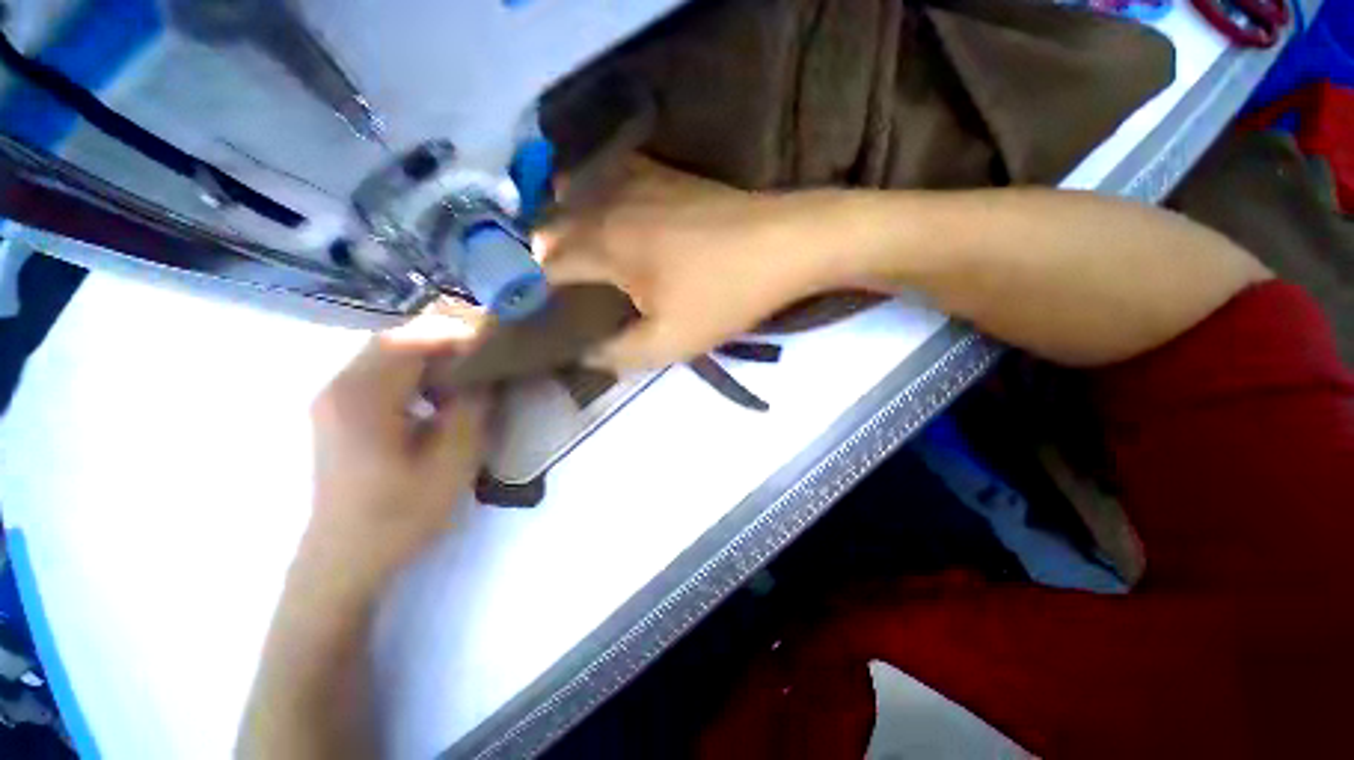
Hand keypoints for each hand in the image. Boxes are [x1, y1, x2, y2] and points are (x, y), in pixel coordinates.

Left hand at [305, 310, 489, 588]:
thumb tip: (487, 372)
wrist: (345, 558)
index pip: (410, 341)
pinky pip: (378, 373)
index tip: (494, 342)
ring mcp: (333, 399)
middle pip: (396, 340)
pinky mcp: (337, 412)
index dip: (455, 334)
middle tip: (486, 352)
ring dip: (430, 354)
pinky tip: (437, 392)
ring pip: (387, 354)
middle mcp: (339, 387)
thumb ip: (473, 408)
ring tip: (468, 370)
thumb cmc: (401, 513)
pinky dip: (413, 371)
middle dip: (445, 340)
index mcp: (363, 397)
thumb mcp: (453, 461)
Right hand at [538, 157, 837, 371]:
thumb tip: (586, 355)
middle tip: (542, 286)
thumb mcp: (670, 342)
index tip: (524, 308)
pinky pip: (610, 177)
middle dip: (538, 255)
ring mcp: (637, 180)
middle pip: (552, 224)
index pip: (543, 263)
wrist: (785, 245)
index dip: (527, 286)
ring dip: (561, 221)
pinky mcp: (664, 174)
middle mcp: (608, 203)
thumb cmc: (725, 295)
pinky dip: (594, 196)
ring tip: (565, 252)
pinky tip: (605, 215)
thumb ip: (619, 353)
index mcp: (604, 244)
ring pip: (575, 194)